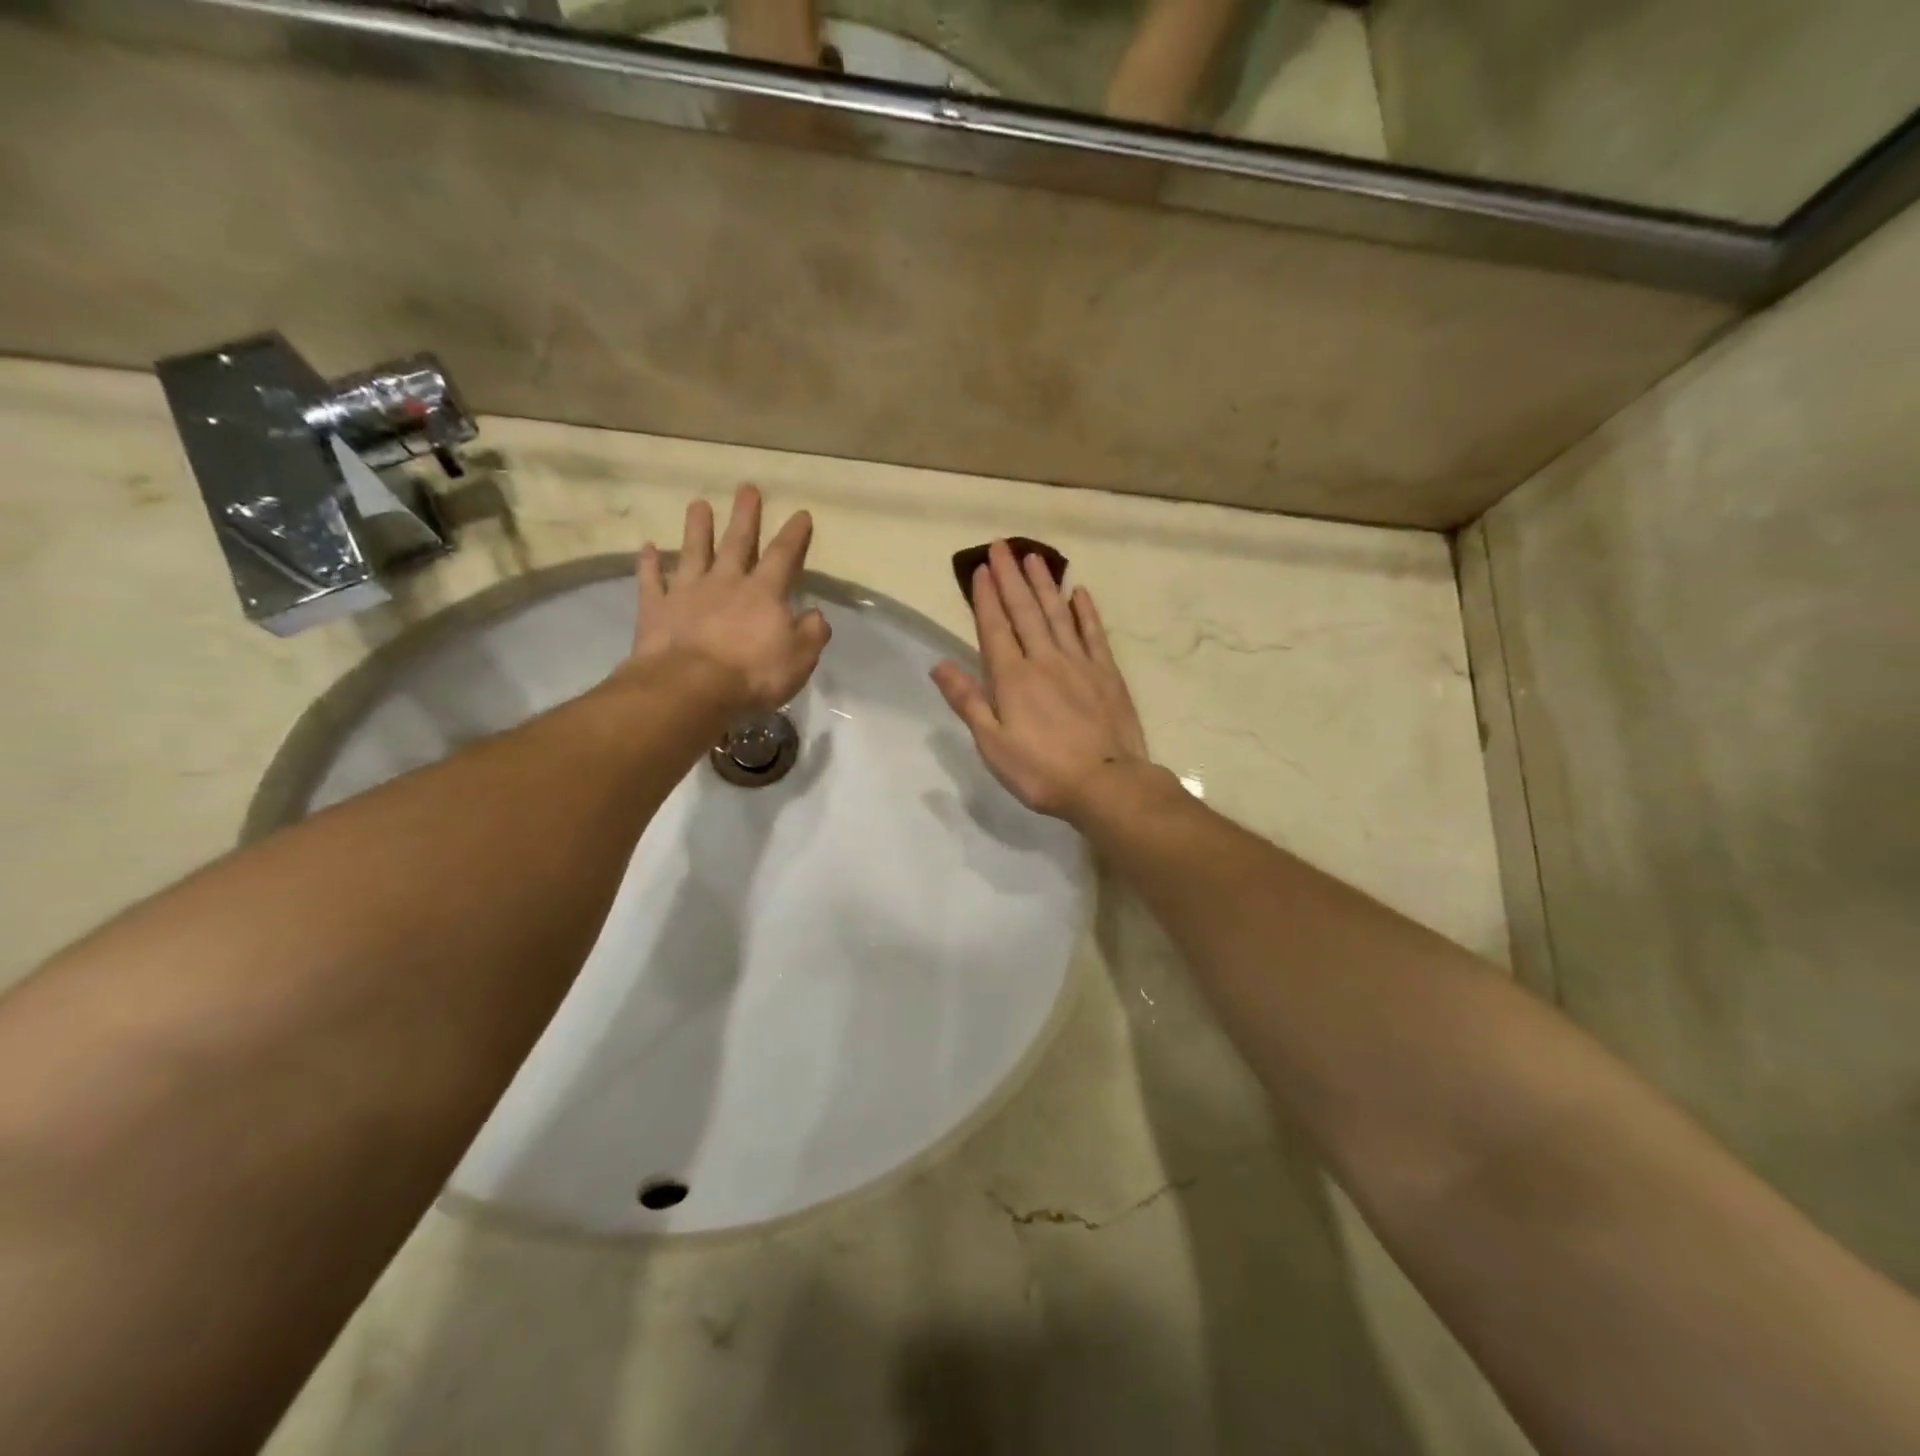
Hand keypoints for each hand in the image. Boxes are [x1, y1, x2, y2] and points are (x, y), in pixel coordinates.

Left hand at [626, 484, 830, 714]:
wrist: (691, 687)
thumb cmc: (753, 674)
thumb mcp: (799, 659)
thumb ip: (812, 633)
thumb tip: (816, 614)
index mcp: (764, 593)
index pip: (783, 556)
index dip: (794, 535)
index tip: (800, 513)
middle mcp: (726, 582)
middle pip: (737, 542)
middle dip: (745, 516)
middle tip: (747, 489)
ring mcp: (688, 592)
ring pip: (693, 552)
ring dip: (696, 528)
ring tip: (698, 504)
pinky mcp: (657, 609)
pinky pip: (652, 581)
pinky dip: (649, 564)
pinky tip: (647, 548)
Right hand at [932, 540, 1151, 821]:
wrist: (1105, 783)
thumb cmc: (1040, 771)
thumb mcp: (992, 743)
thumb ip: (968, 700)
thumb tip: (939, 664)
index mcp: (1012, 678)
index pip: (995, 628)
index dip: (986, 597)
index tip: (981, 568)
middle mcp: (1044, 660)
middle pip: (1025, 611)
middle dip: (1011, 577)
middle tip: (1002, 546)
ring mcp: (1079, 663)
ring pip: (1058, 614)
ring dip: (1044, 584)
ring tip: (1034, 557)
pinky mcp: (1107, 673)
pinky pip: (1093, 634)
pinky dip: (1085, 612)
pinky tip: (1079, 592)